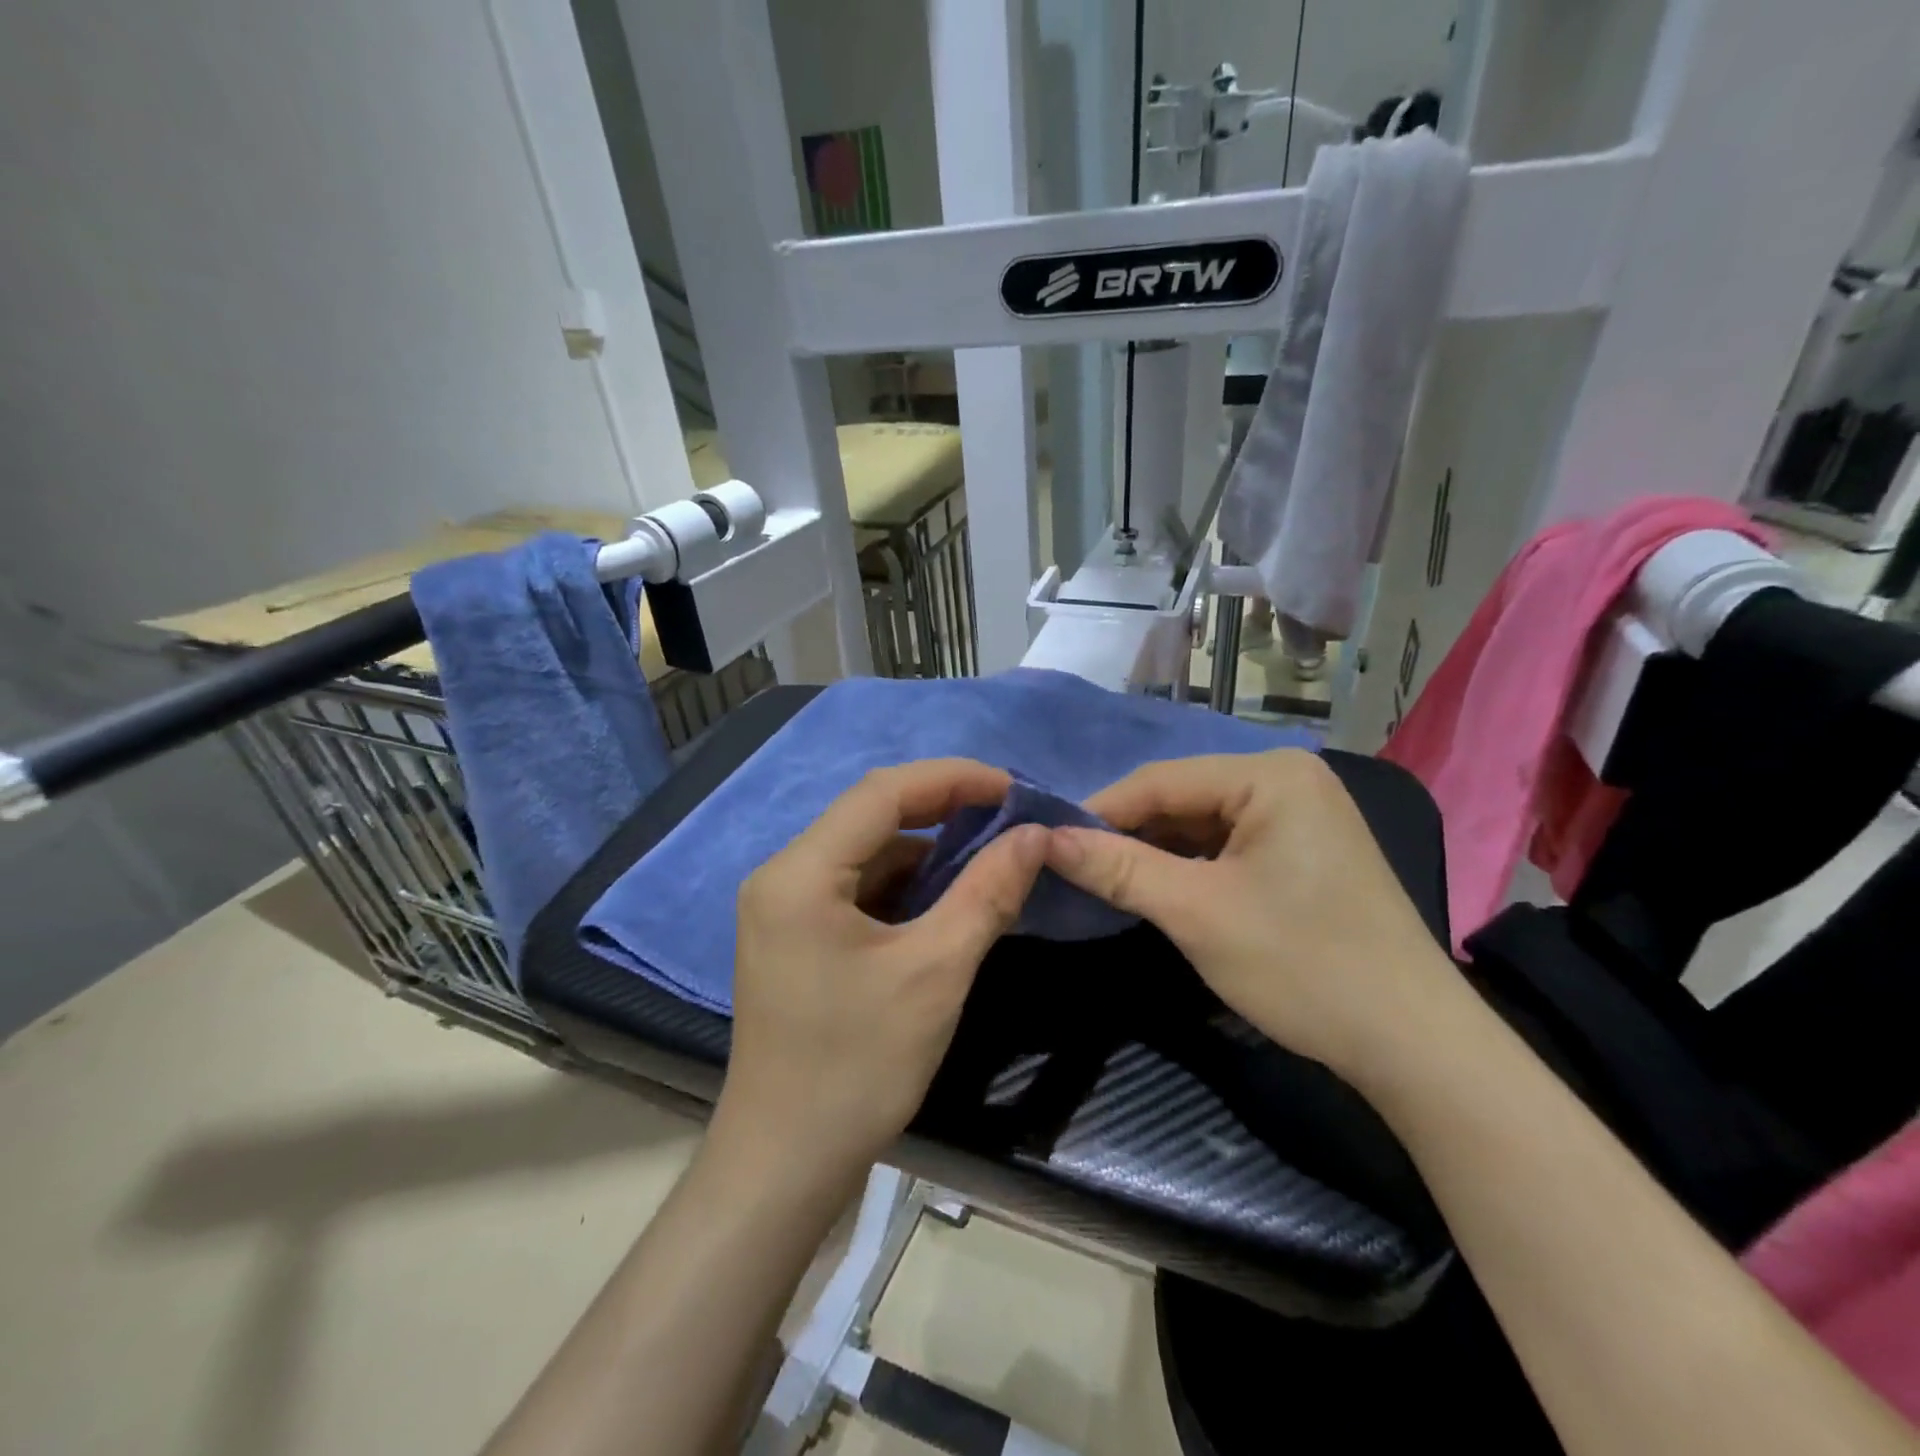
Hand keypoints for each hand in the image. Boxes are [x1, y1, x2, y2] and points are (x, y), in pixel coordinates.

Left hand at [713, 760, 1046, 1189]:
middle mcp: (783, 876)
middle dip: (943, 810)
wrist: (785, 1165)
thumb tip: (1035, 836)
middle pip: (870, 817)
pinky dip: (905, 885)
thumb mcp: (936, 972)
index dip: (952, 779)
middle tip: (1009, 817)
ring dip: (927, 851)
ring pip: (866, 853)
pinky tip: (947, 897)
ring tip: (990, 853)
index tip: (1013, 789)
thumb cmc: (857, 1066)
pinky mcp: (796, 935)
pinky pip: (857, 888)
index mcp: (800, 873)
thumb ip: (987, 892)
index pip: (882, 793)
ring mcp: (784, 907)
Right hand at [1044, 750, 1458, 1078]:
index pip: (1159, 781)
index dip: (1098, 812)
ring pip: (1201, 823)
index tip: (1046, 842)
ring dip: (1155, 852)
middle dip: (1128, 834)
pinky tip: (1158, 887)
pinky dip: (1190, 866)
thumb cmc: (1302, 965)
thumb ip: (1117, 868)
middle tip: (1071, 866)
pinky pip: (1228, 844)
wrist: (1412, 1044)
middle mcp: (1288, 779)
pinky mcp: (1304, 850)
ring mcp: (1301, 814)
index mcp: (1270, 774)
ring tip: (1104, 879)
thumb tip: (1044, 840)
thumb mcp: (1196, 912)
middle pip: (1181, 799)